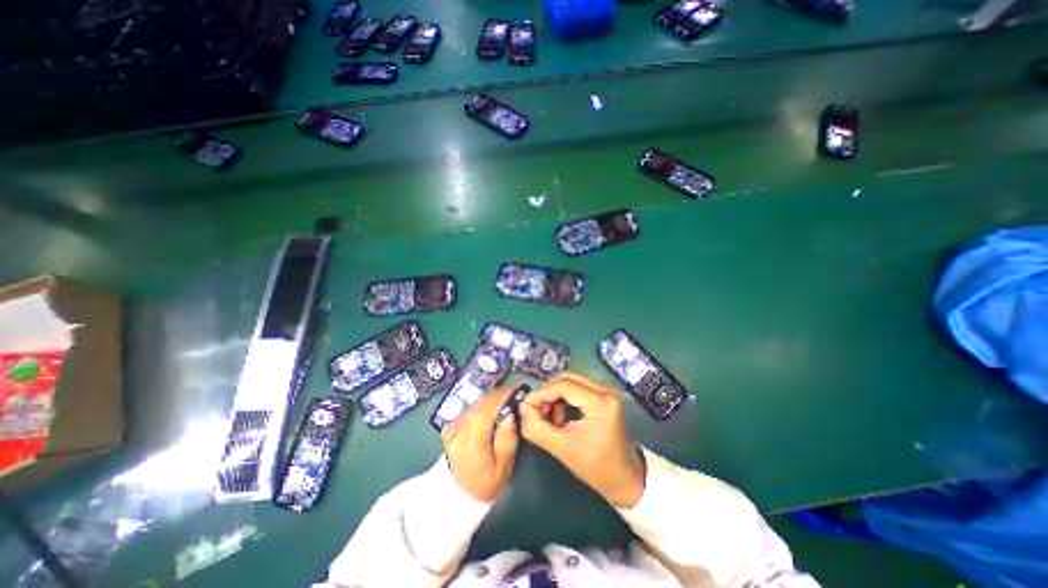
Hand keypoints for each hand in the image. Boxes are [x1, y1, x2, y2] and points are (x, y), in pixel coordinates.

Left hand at [445, 384, 521, 501]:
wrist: (457, 496)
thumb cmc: (485, 484)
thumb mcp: (503, 467)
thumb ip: (507, 438)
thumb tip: (510, 412)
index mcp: (471, 441)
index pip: (487, 409)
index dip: (504, 396)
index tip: (519, 388)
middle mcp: (458, 429)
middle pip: (481, 403)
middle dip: (500, 394)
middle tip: (516, 391)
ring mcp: (452, 427)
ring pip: (476, 403)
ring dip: (493, 398)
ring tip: (508, 397)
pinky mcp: (451, 426)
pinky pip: (471, 409)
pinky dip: (484, 404)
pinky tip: (494, 407)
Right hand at [517, 374, 647, 508]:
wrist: (623, 477)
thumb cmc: (595, 467)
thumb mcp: (561, 449)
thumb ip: (536, 428)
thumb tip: (521, 408)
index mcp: (600, 403)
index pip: (563, 385)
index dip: (541, 393)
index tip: (525, 406)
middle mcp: (605, 390)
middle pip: (566, 378)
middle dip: (547, 392)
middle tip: (535, 411)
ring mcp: (606, 390)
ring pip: (571, 381)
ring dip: (554, 395)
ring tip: (547, 416)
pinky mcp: (603, 394)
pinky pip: (577, 387)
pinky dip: (563, 397)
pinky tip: (559, 415)